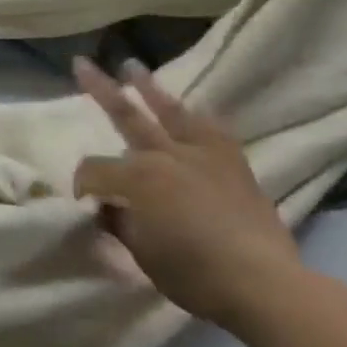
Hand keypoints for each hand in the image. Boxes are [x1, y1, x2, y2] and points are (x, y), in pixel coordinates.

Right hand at [72, 57, 302, 328]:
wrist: (264, 284)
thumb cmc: (195, 274)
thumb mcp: (142, 254)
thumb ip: (119, 222)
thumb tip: (109, 206)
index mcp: (136, 178)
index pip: (95, 169)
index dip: (83, 184)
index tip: (84, 201)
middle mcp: (164, 155)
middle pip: (124, 116)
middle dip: (100, 90)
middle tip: (82, 63)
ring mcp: (201, 154)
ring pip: (169, 111)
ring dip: (148, 88)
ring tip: (132, 66)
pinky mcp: (232, 162)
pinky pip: (212, 129)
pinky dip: (199, 117)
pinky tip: (192, 108)